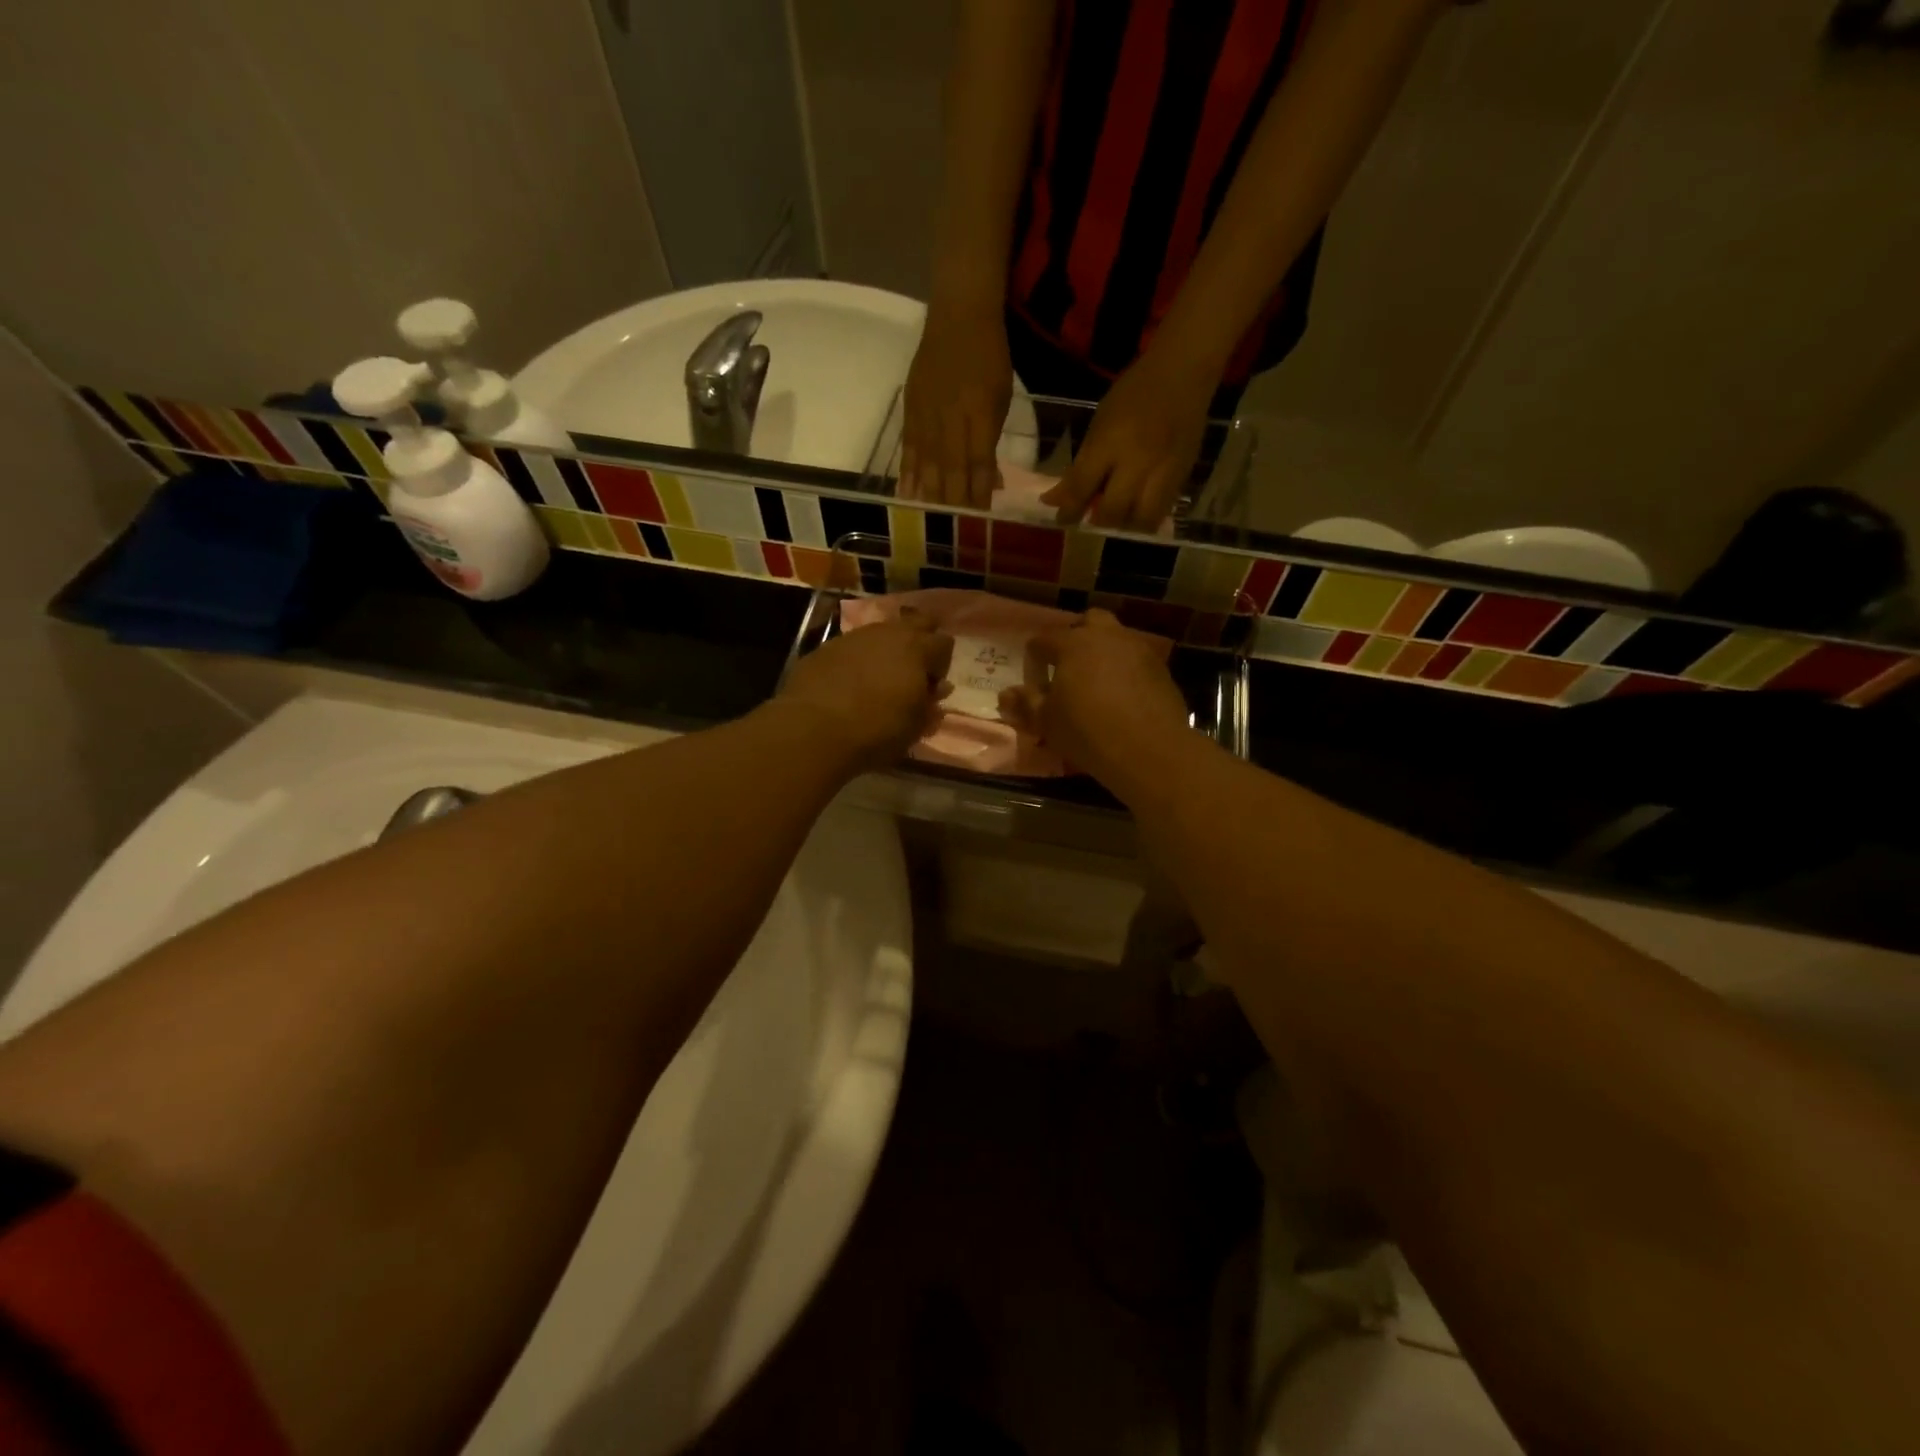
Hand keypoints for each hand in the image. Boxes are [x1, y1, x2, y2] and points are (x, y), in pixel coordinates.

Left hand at [777, 611, 954, 769]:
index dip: (941, 665)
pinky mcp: (824, 648)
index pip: (944, 644)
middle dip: (919, 642)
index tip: (931, 689)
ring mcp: (852, 637)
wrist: (813, 730)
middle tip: (912, 672)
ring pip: (879, 634)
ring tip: (878, 680)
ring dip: (885, 651)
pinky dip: (856, 661)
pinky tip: (848, 685)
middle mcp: (887, 633)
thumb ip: (930, 704)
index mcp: (916, 649)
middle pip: (914, 623)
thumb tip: (937, 689)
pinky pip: (850, 648)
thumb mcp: (915, 726)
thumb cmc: (877, 731)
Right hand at [901, 304, 1011, 508]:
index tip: (979, 523)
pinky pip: (907, 449)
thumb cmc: (989, 357)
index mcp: (978, 414)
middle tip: (953, 535)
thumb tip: (990, 484)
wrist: (957, 315)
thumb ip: (991, 442)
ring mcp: (926, 415)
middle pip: (949, 470)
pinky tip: (907, 497)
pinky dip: (907, 475)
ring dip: (929, 496)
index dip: (977, 495)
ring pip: (926, 464)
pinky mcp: (909, 411)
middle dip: (952, 503)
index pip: (977, 464)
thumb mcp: (1001, 399)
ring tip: (929, 525)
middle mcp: (950, 418)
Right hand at [998, 609, 1192, 790]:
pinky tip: (1123, 696)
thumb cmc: (1087, 731)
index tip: (1034, 678)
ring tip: (1097, 682)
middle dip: (1076, 636)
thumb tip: (1006, 694)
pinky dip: (1126, 670)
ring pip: (1116, 638)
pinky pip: (1136, 660)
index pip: (1044, 639)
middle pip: (1088, 621)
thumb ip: (1025, 704)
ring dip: (1103, 651)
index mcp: (1073, 644)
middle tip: (1068, 666)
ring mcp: (1138, 649)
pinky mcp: (1161, 669)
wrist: (1149, 750)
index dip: (1034, 657)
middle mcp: (1107, 636)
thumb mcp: (1046, 722)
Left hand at [1043, 352, 1212, 531]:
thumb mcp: (1099, 423)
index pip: (1082, 488)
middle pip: (1113, 511)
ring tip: (1118, 519)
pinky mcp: (1183, 476)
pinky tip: (1138, 510)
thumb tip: (1056, 498)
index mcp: (1110, 442)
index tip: (1061, 519)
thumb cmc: (1134, 391)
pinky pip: (1163, 510)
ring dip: (1125, 526)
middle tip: (1091, 519)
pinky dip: (1147, 517)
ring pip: (1142, 520)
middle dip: (1098, 522)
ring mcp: (1163, 471)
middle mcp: (1137, 462)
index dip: (1068, 510)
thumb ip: (1081, 465)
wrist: (1184, 372)